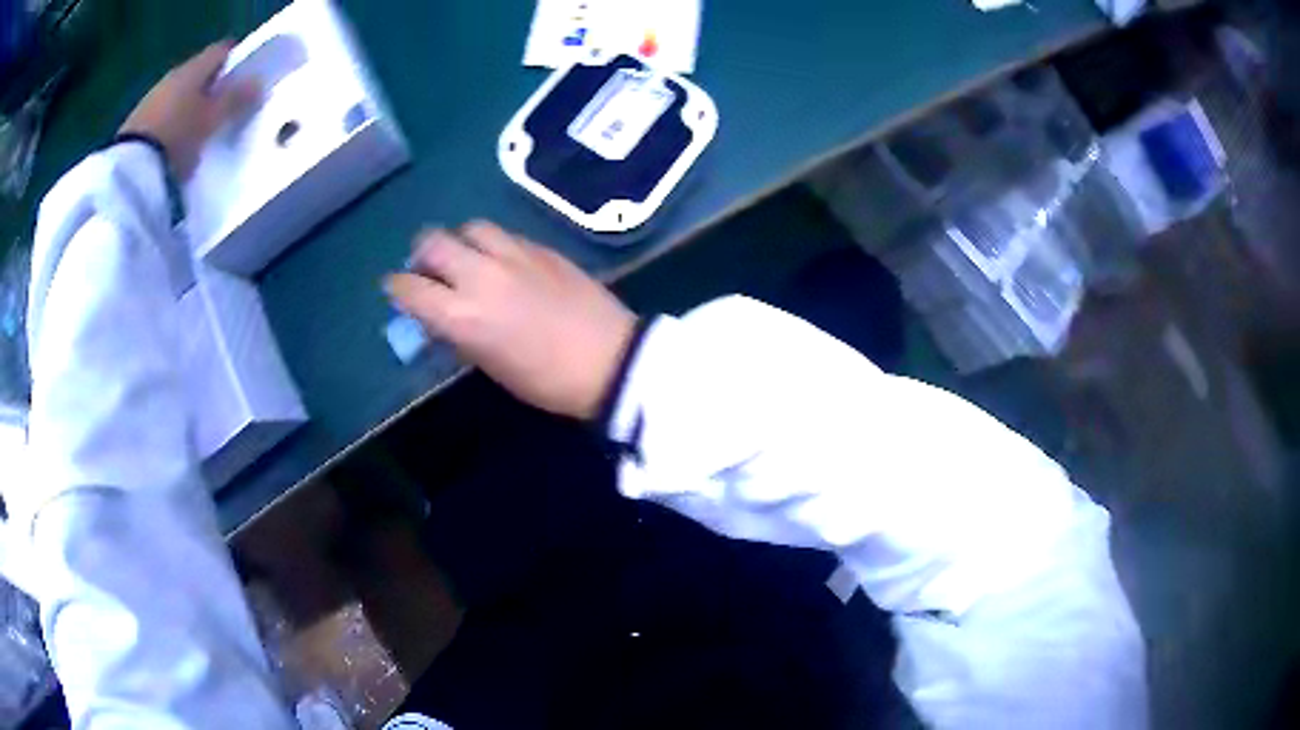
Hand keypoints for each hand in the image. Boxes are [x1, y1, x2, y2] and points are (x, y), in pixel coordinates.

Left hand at [119, 41, 259, 179]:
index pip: (221, 52)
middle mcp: (172, 76)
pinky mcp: (133, 128)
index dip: (234, 63)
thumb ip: (236, 99)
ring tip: (196, 135)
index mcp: (195, 66)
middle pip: (197, 75)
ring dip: (187, 111)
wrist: (129, 176)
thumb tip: (258, 83)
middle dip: (209, 90)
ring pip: (177, 97)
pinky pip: (159, 120)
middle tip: (221, 112)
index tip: (243, 81)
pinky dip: (169, 129)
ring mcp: (149, 101)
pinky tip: (173, 148)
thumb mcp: (213, 120)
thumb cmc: (178, 138)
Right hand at [386, 222, 637, 419]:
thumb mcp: (490, 365)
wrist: (609, 360)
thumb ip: (458, 333)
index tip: (398, 290)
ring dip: (459, 241)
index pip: (410, 288)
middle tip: (430, 270)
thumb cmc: (545, 380)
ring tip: (467, 259)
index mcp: (462, 315)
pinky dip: (491, 244)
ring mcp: (513, 255)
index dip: (398, 288)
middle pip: (432, 242)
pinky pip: (504, 234)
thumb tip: (440, 316)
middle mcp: (480, 275)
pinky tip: (502, 261)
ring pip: (469, 227)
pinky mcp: (542, 247)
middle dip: (422, 254)